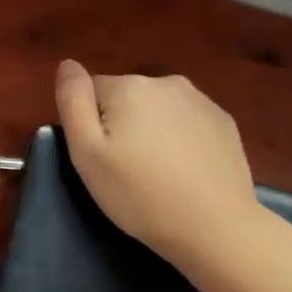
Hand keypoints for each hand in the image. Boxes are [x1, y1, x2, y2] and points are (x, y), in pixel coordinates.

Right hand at [54, 60, 259, 266]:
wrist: (214, 227)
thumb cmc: (138, 193)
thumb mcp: (86, 153)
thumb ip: (72, 101)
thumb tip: (68, 65)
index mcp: (129, 87)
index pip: (91, 92)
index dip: (89, 126)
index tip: (99, 158)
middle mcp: (166, 82)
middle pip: (126, 98)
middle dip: (121, 125)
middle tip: (125, 169)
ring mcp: (201, 101)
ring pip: (158, 109)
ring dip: (151, 130)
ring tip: (156, 172)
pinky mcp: (224, 123)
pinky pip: (187, 122)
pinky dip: (180, 139)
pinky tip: (184, 171)